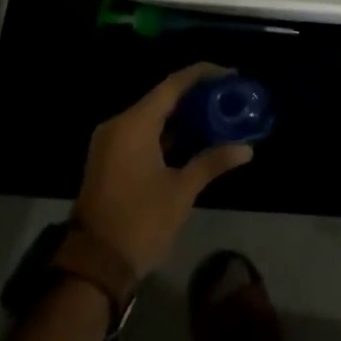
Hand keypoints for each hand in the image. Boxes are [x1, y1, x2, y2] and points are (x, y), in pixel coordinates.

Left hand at [72, 63, 253, 278]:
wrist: (94, 267)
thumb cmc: (140, 222)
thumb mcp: (181, 191)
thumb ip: (212, 163)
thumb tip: (247, 149)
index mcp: (134, 124)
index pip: (173, 84)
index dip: (203, 74)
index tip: (231, 74)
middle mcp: (119, 124)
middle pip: (163, 97)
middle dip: (196, 95)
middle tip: (228, 95)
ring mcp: (111, 142)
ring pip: (152, 116)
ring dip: (182, 115)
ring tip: (217, 113)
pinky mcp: (110, 159)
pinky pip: (143, 132)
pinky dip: (167, 131)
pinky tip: (194, 137)